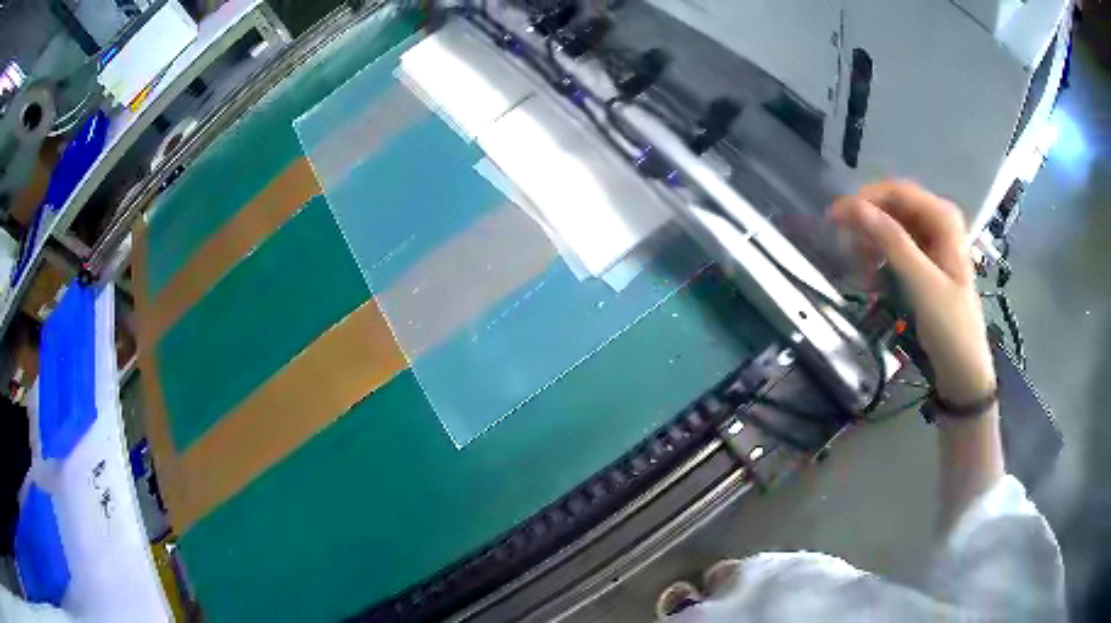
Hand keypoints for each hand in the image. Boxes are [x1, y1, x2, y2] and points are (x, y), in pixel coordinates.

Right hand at [830, 181, 994, 403]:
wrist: (963, 370)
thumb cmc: (950, 326)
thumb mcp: (921, 283)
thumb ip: (891, 242)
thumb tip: (854, 207)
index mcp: (943, 218)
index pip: (897, 192)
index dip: (865, 200)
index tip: (835, 218)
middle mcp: (938, 222)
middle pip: (893, 208)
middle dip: (868, 225)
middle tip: (844, 247)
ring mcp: (932, 243)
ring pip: (892, 228)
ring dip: (872, 245)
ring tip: (859, 270)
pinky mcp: (925, 263)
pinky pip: (896, 249)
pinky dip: (881, 260)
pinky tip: (871, 279)